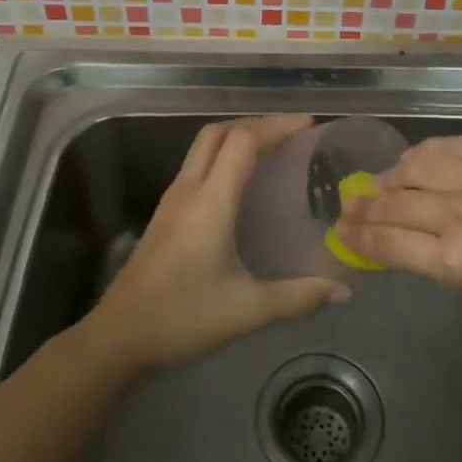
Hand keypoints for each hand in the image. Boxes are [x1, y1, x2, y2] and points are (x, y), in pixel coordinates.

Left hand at [90, 115, 348, 371]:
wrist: (118, 336)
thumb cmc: (182, 317)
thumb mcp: (247, 311)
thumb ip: (298, 298)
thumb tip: (343, 290)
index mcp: (210, 201)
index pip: (242, 141)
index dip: (276, 126)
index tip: (309, 126)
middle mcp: (189, 190)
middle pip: (218, 132)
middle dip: (256, 124)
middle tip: (292, 134)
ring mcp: (172, 200)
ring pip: (204, 147)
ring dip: (237, 138)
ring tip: (273, 152)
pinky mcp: (165, 215)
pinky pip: (197, 167)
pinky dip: (223, 158)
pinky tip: (242, 186)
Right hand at [335, 135, 461, 326]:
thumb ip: (441, 263)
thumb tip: (405, 241)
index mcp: (458, 261)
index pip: (389, 244)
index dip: (358, 238)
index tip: (341, 233)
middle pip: (395, 203)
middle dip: (364, 207)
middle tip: (349, 206)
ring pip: (415, 166)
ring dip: (390, 175)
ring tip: (381, 182)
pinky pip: (448, 145)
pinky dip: (424, 153)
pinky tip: (414, 159)